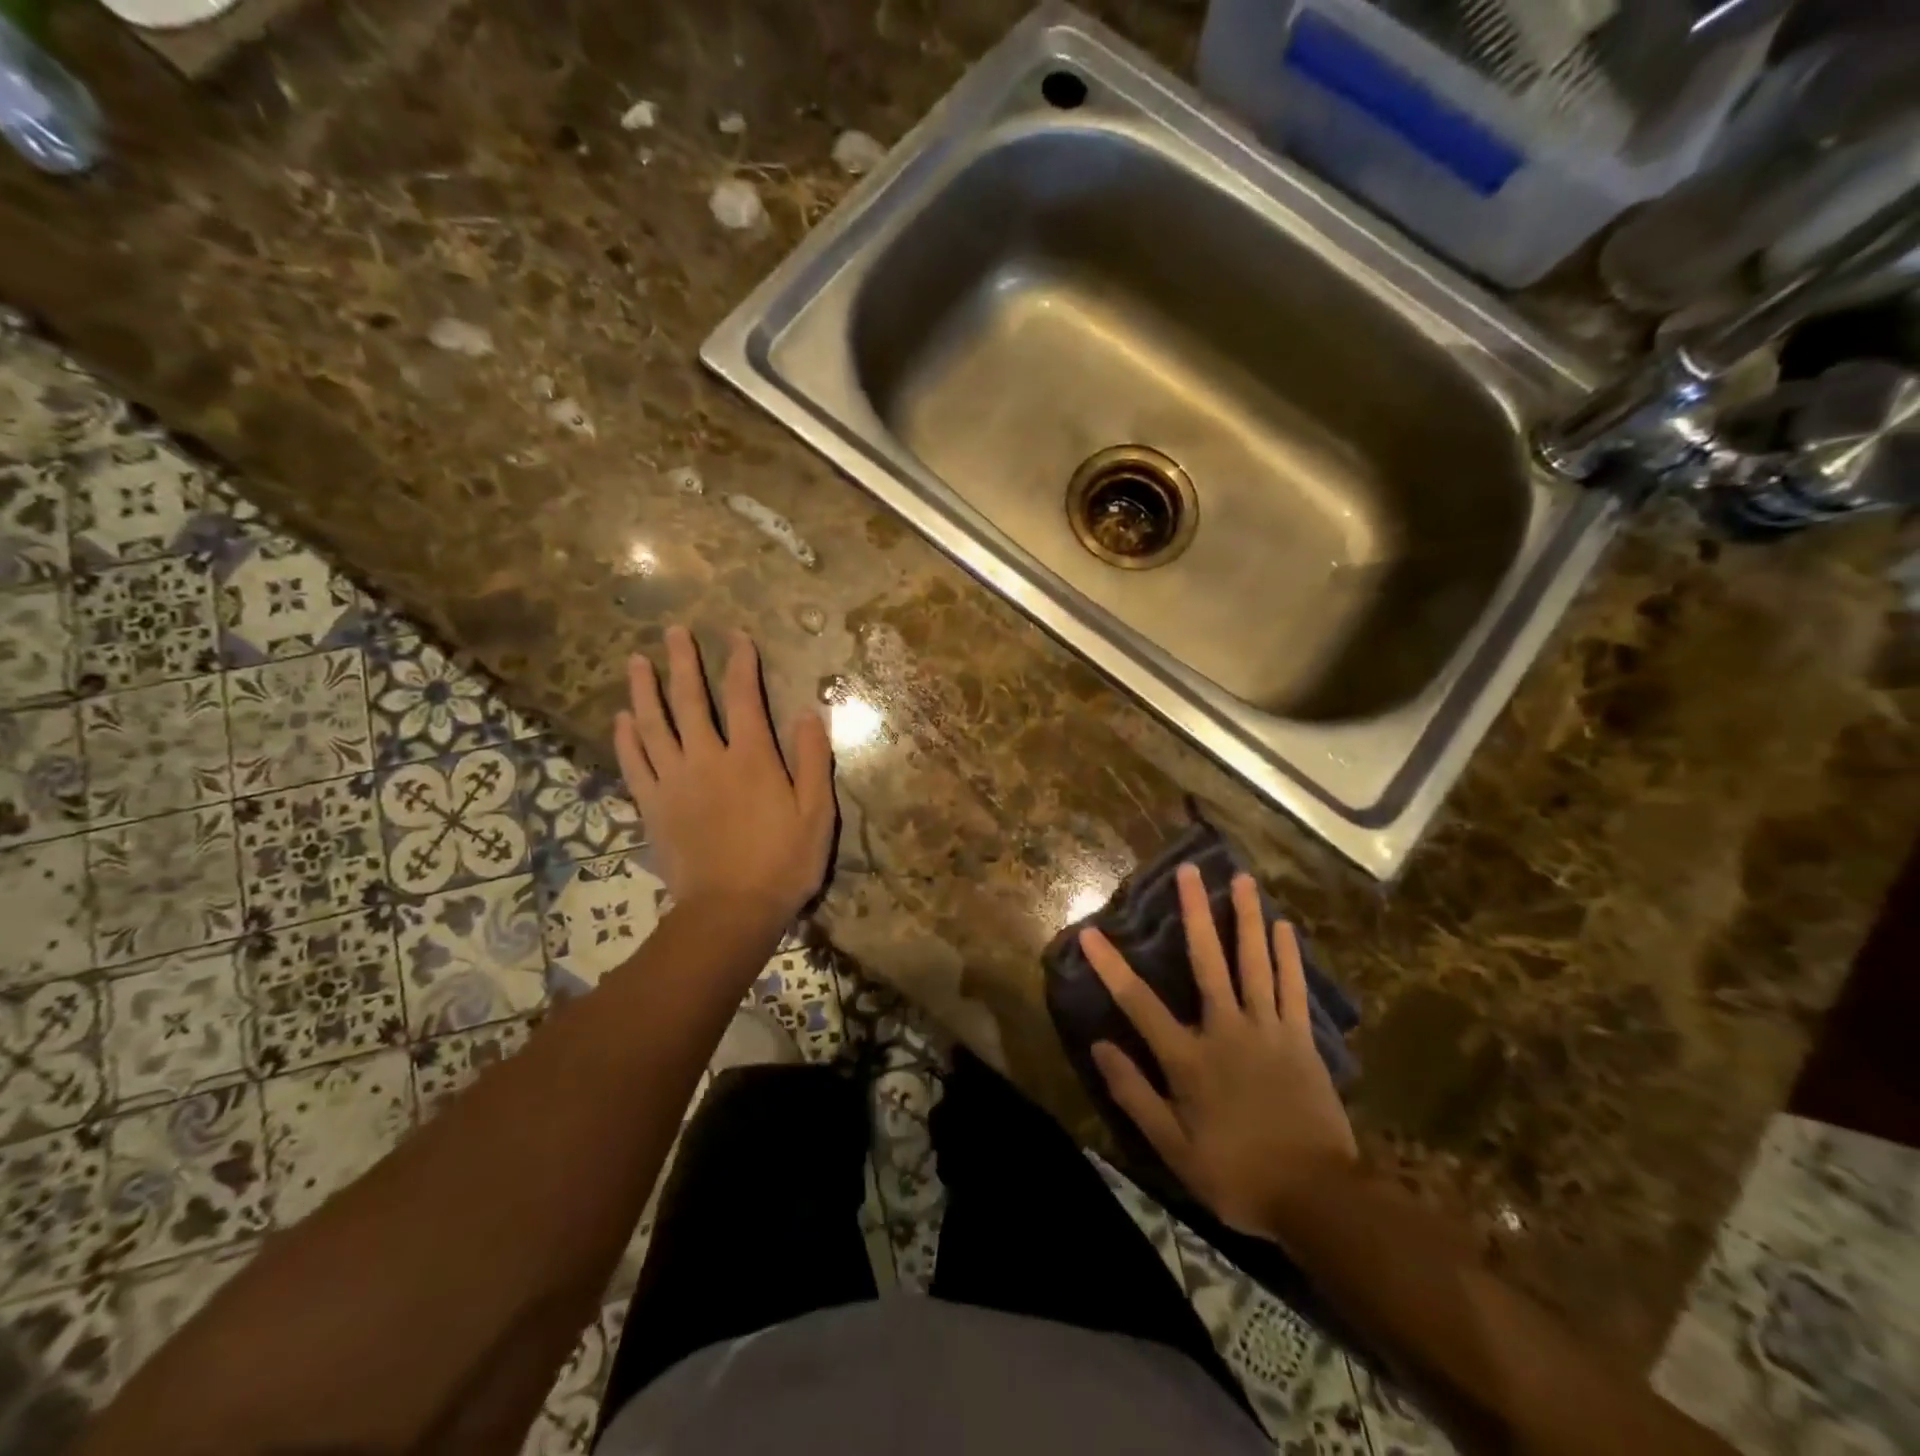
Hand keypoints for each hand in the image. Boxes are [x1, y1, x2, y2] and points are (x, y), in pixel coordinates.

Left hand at [612, 625, 835, 932]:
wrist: (730, 912)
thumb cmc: (783, 863)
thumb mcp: (817, 813)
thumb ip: (814, 760)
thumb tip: (809, 712)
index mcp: (751, 758)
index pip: (743, 698)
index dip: (741, 663)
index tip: (737, 636)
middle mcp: (707, 760)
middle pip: (690, 701)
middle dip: (683, 663)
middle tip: (673, 632)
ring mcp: (674, 783)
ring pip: (654, 726)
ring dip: (645, 690)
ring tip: (637, 661)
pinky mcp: (653, 807)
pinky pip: (634, 765)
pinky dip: (627, 739)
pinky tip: (622, 719)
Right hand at [1081, 864, 1357, 1242]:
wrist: (1317, 1199)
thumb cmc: (1237, 1174)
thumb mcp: (1173, 1147)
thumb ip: (1134, 1093)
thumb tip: (1099, 1046)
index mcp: (1190, 1057)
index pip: (1139, 1004)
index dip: (1111, 967)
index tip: (1090, 932)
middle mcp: (1227, 1030)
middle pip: (1208, 961)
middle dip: (1195, 913)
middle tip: (1189, 871)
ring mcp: (1268, 1030)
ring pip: (1255, 963)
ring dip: (1247, 918)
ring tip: (1242, 879)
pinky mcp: (1301, 1039)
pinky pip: (1293, 988)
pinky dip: (1288, 956)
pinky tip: (1284, 926)